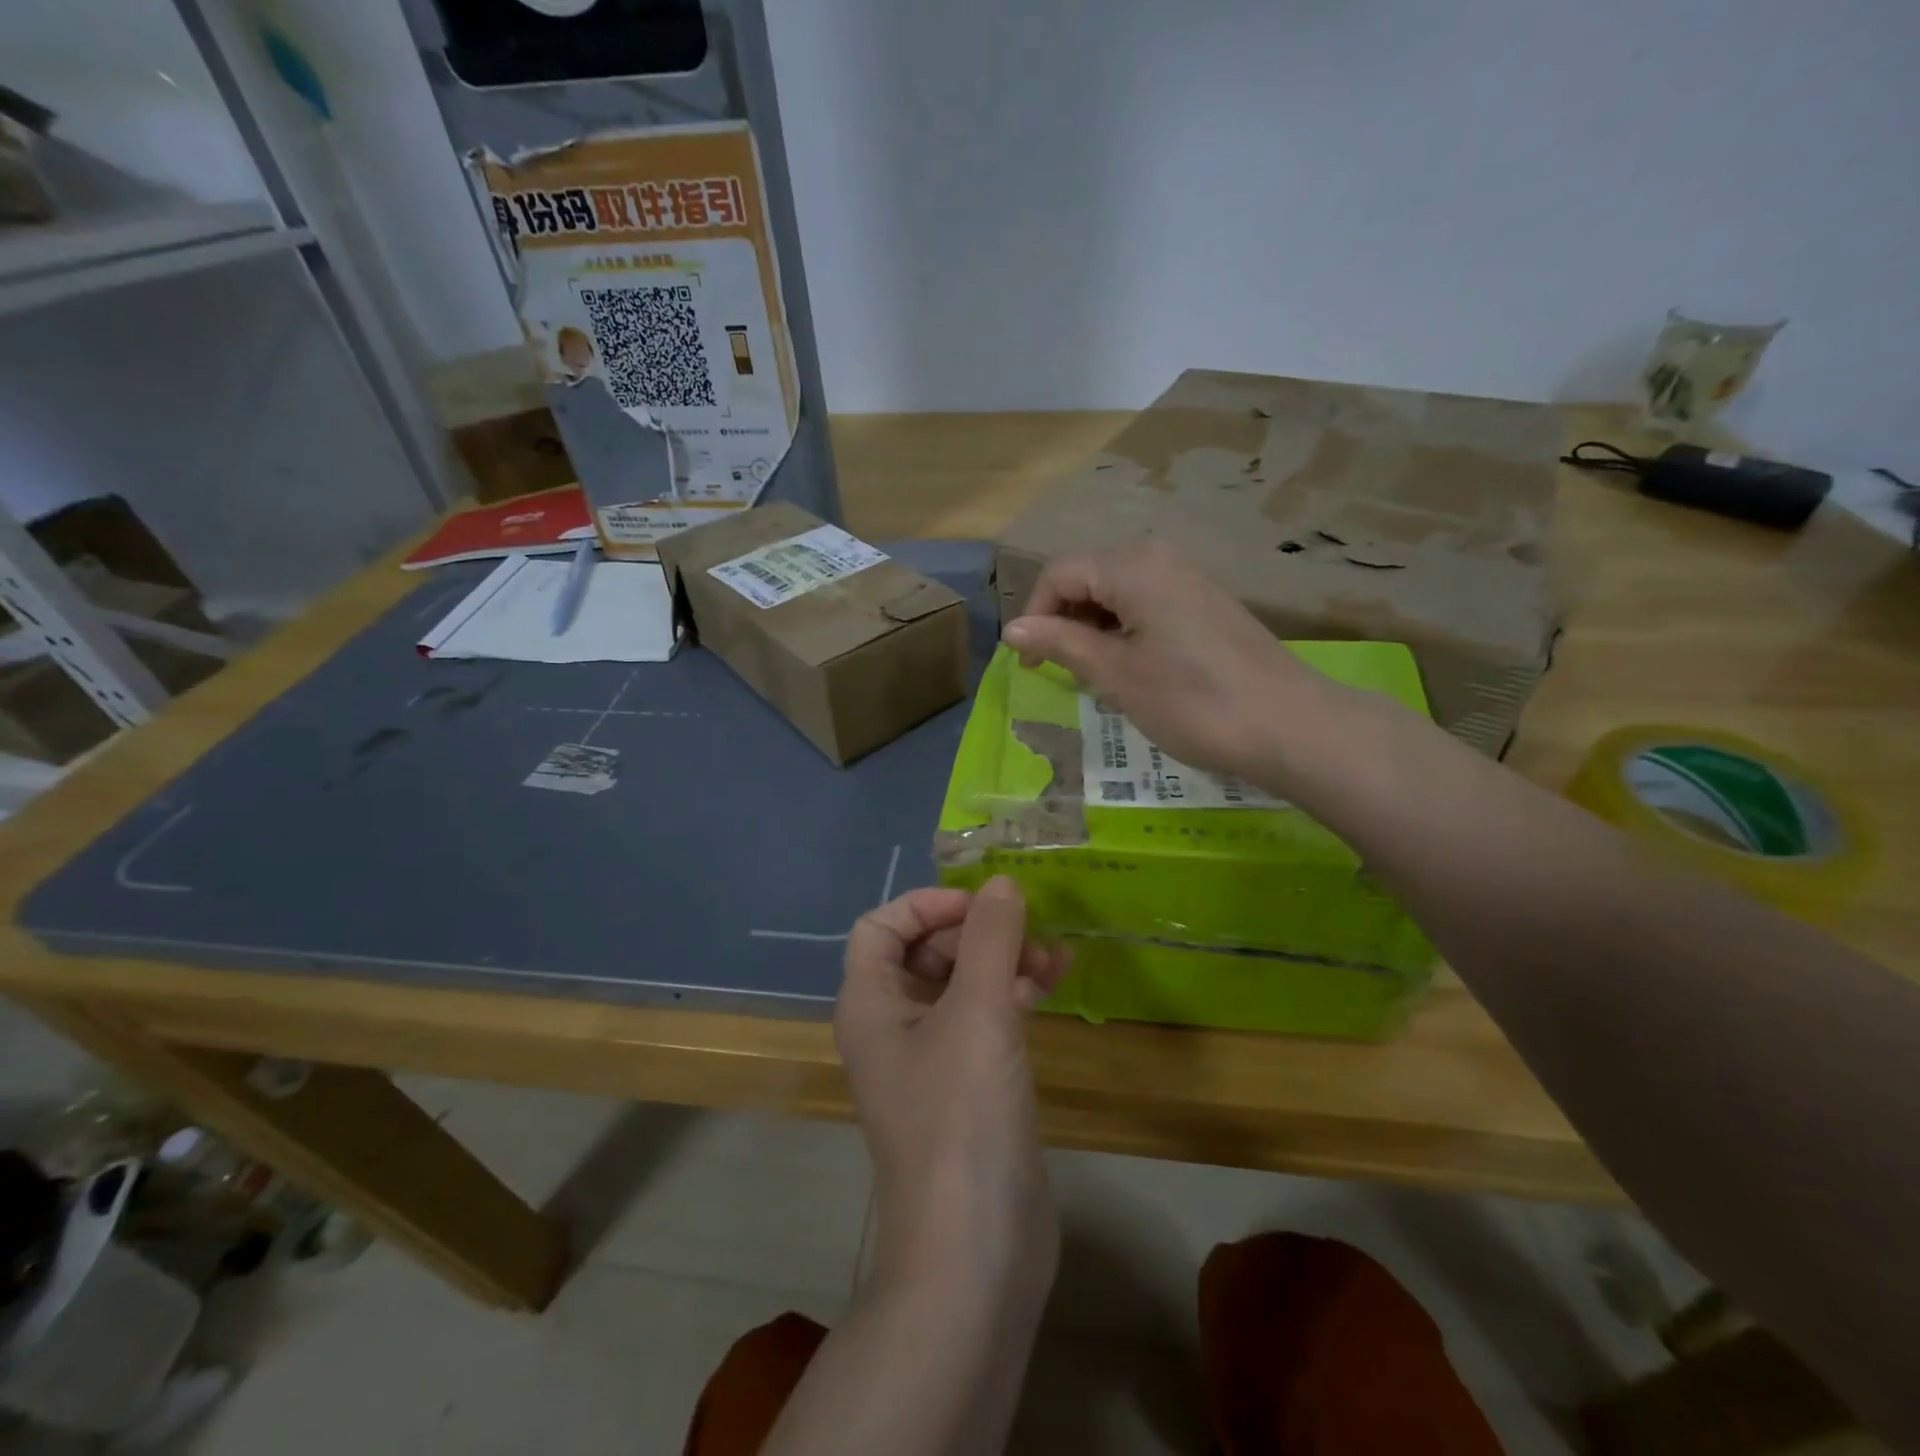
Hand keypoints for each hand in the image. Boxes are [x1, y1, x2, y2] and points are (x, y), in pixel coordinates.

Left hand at [836, 880, 1068, 1293]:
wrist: (975, 1252)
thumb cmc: (961, 1117)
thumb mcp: (977, 1013)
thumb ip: (989, 939)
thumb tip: (1001, 883)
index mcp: (870, 1003)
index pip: (881, 925)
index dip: (928, 905)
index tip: (982, 905)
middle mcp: (891, 1024)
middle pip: (926, 951)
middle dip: (976, 933)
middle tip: (1030, 930)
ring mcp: (930, 1058)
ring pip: (961, 984)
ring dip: (1002, 961)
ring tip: (1053, 956)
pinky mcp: (967, 1084)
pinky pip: (984, 1020)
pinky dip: (1012, 995)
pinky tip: (1052, 985)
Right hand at [1001, 538, 1334, 790]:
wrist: (1289, 726)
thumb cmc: (1192, 701)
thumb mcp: (1116, 674)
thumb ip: (1061, 643)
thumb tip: (1011, 629)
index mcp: (1133, 565)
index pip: (1059, 574)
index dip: (1035, 616)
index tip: (1032, 665)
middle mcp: (1159, 556)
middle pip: (1087, 576)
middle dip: (1063, 621)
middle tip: (1060, 673)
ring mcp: (1187, 577)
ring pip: (1116, 592)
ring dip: (1092, 629)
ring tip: (1094, 676)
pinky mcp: (1205, 602)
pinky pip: (1146, 603)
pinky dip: (1123, 631)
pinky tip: (1131, 669)